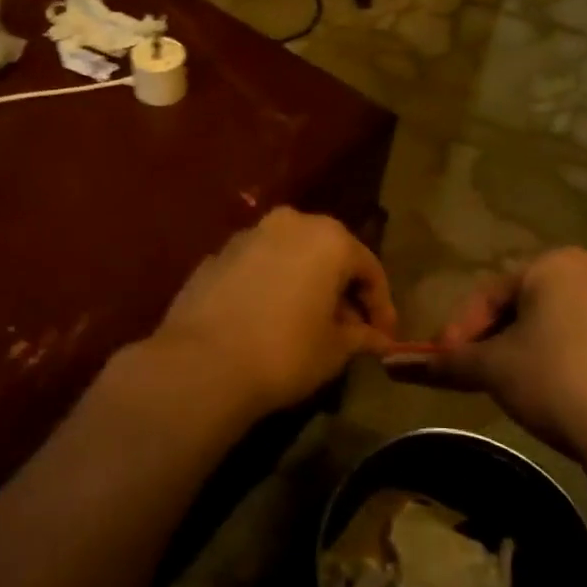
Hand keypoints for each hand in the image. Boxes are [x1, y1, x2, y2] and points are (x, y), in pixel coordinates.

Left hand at [151, 207, 397, 420]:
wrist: (202, 362)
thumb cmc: (285, 351)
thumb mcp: (335, 350)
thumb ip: (360, 336)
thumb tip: (378, 339)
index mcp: (328, 238)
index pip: (368, 269)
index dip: (381, 306)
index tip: (384, 338)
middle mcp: (289, 223)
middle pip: (328, 254)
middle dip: (341, 290)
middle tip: (349, 329)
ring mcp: (247, 235)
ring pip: (290, 256)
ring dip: (305, 284)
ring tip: (308, 324)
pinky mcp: (215, 255)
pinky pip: (257, 267)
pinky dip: (270, 286)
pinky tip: (268, 320)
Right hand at [426, 248, 586, 464]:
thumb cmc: (556, 380)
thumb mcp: (492, 368)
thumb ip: (443, 362)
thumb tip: (391, 365)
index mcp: (554, 263)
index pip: (488, 294)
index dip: (459, 330)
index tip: (444, 363)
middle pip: (519, 305)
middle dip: (489, 339)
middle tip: (471, 372)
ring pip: (548, 322)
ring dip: (518, 349)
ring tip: (504, 384)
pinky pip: (579, 337)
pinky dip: (553, 358)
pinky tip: (546, 390)